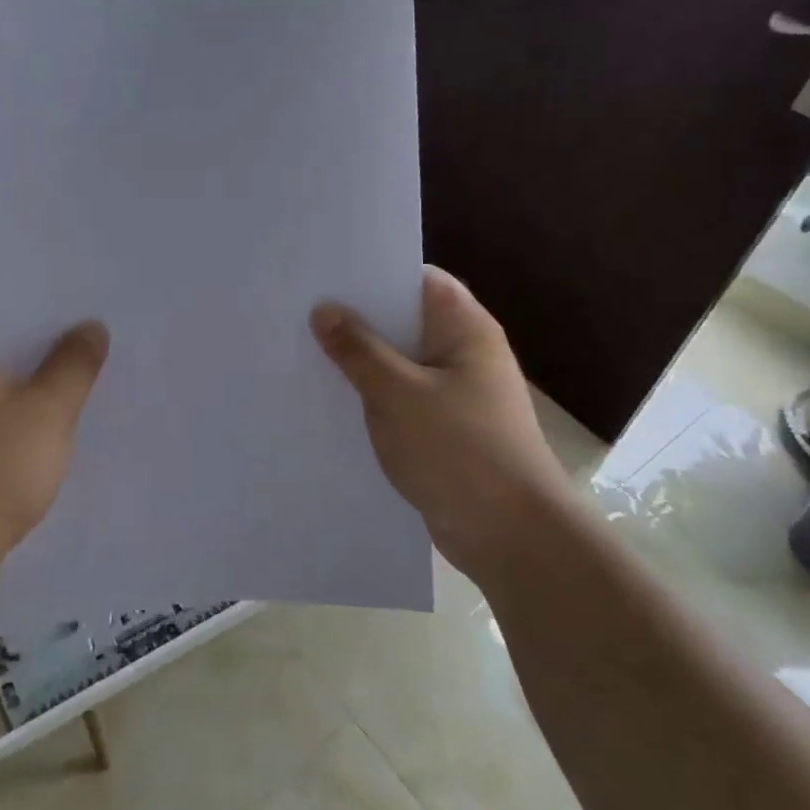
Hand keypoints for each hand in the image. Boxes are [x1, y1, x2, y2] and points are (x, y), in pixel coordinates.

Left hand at [0, 274, 107, 590]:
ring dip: (25, 369)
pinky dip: (14, 406)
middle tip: (81, 326)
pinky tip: (48, 423)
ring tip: (75, 369)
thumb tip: (90, 326)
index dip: (13, 279)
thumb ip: (72, 365)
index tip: (58, 286)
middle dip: (31, 326)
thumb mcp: (45, 414)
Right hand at [311, 266, 573, 584]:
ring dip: (360, 363)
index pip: (417, 280)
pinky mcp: (444, 430)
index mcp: (465, 329)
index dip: (373, 273)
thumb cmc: (459, 450)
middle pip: (404, 322)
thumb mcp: (397, 394)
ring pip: (399, 364)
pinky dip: (371, 398)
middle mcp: (464, 354)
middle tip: (299, 312)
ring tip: (303, 353)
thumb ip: (358, 350)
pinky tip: (331, 402)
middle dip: (357, 319)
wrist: (511, 536)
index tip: (324, 274)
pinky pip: (401, 400)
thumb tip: (324, 310)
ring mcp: (455, 394)